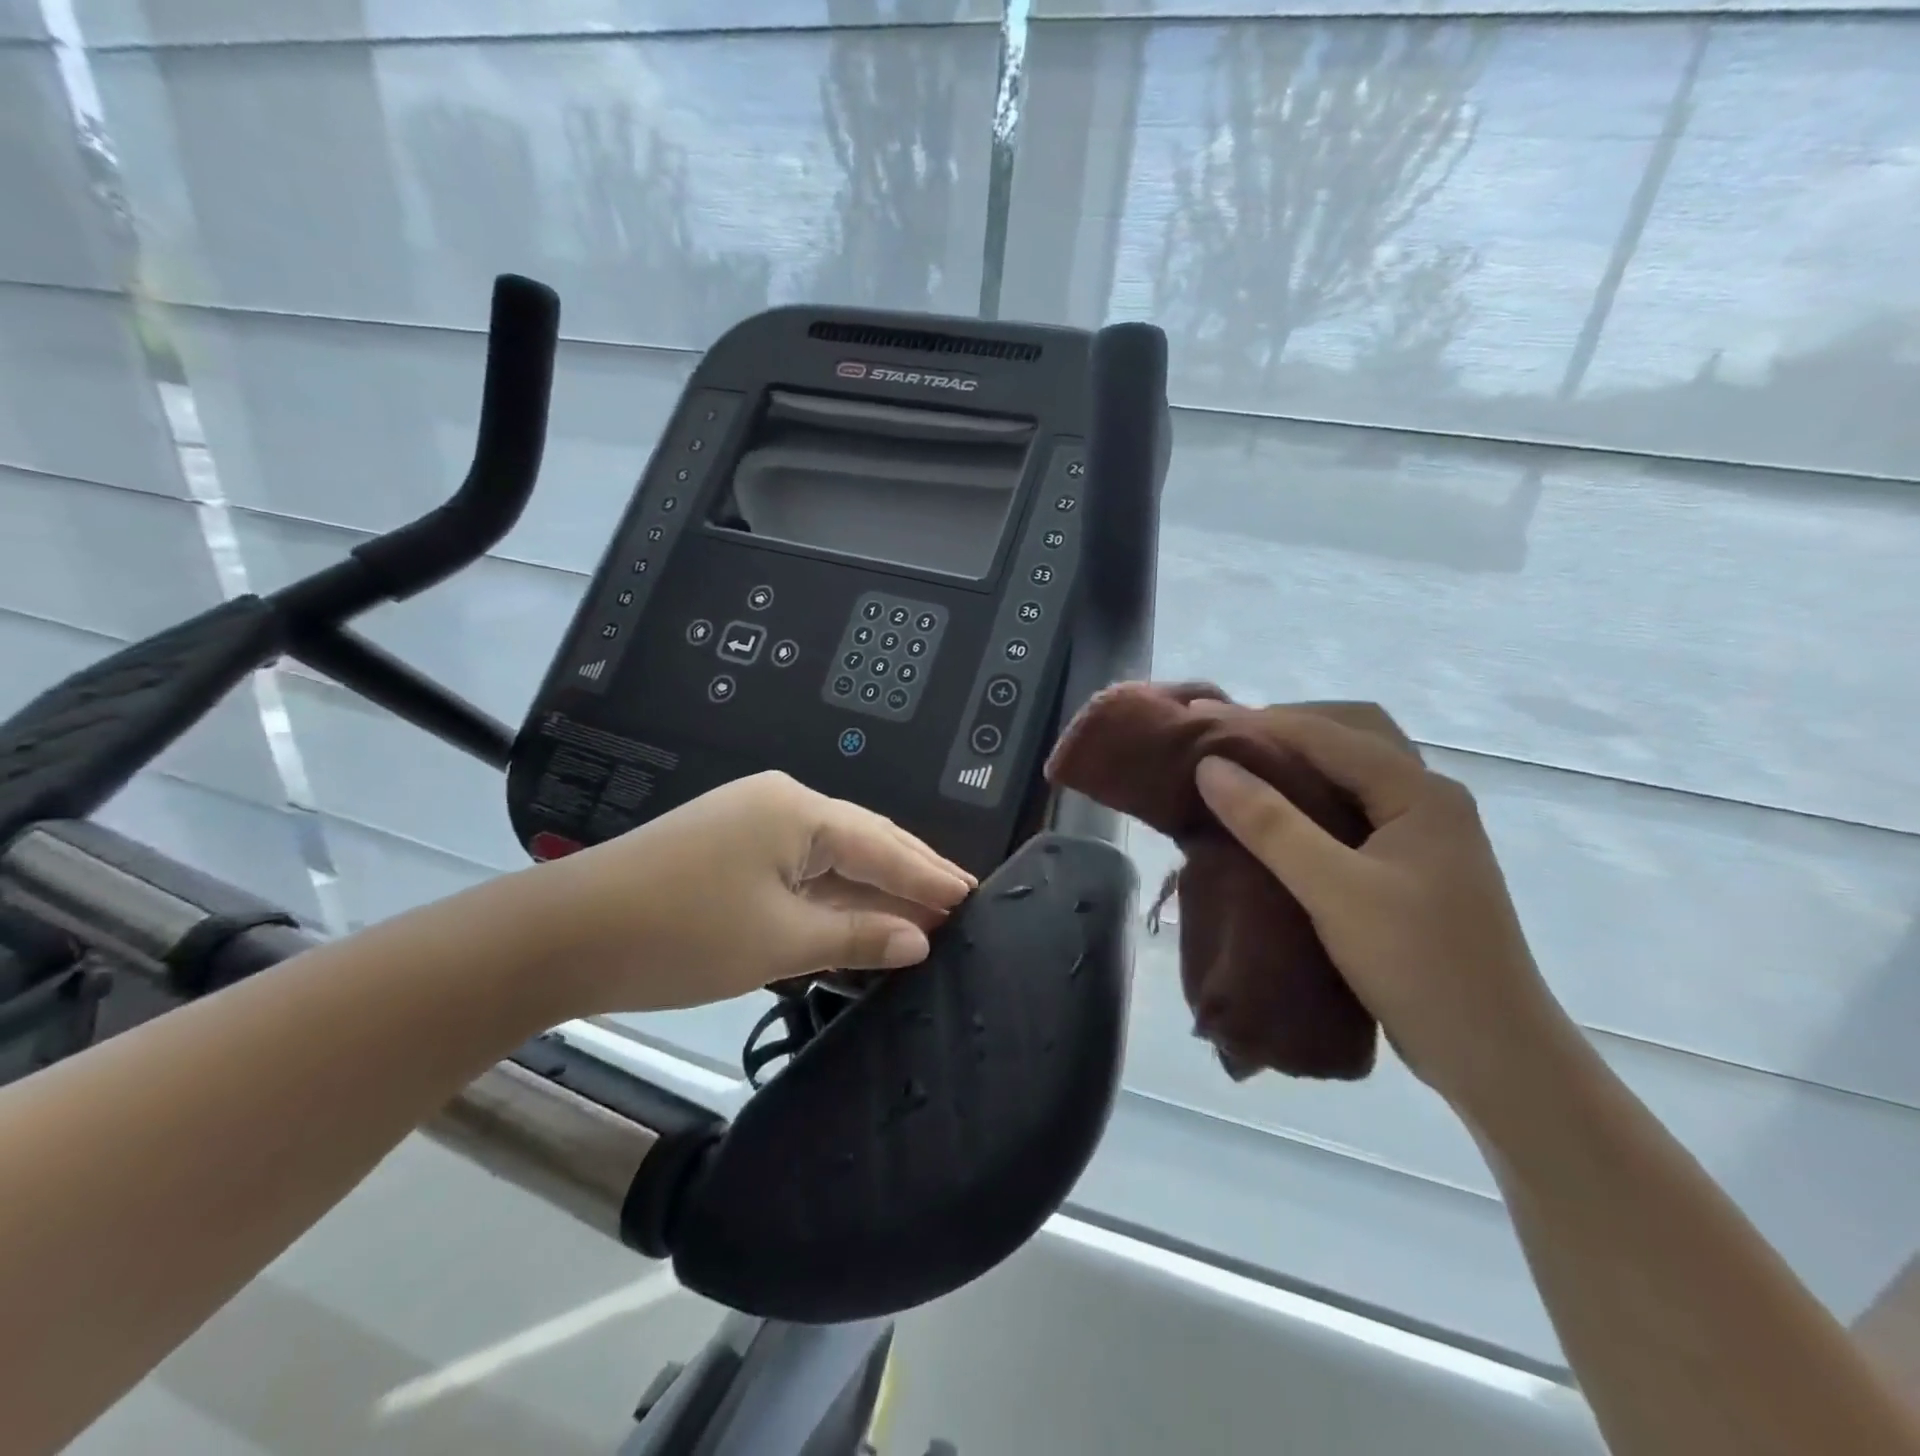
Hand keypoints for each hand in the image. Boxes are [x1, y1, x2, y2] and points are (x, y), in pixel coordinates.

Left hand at [533, 772, 975, 1015]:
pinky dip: (833, 894)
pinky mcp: (731, 846)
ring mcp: (752, 821)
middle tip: (958, 902)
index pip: (885, 846)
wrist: (562, 935)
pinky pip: (801, 867)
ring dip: (872, 887)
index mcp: (800, 811)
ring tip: (921, 913)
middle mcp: (782, 802)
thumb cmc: (680, 934)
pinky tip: (858, 915)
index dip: (931, 876)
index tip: (975, 896)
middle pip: (864, 840)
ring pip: (832, 855)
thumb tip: (920, 939)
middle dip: (910, 874)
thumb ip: (857, 934)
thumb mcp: (779, 940)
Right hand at [1191, 702, 1572, 1112]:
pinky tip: (1279, 817)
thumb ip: (1271, 824)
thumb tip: (1211, 766)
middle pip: (1353, 735)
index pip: (1328, 733)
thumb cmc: (1419, 965)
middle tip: (1227, 741)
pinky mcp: (1412, 866)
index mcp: (1420, 793)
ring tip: (1244, 771)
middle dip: (1288, 727)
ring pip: (1355, 771)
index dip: (1259, 721)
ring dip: (1302, 760)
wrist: (1496, 1057)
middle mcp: (1428, 799)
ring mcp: (1424, 834)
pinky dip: (1312, 796)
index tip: (1198, 719)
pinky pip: (1355, 807)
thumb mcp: (1334, 891)